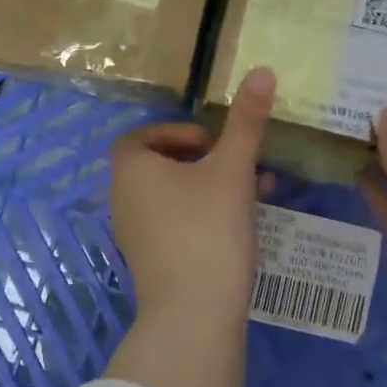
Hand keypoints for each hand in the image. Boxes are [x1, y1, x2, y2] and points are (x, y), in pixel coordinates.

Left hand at [104, 67, 275, 386]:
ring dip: (209, 188)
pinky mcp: (153, 263)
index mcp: (131, 170)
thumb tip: (262, 70)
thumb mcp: (232, 171)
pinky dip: (204, 215)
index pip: (141, 137)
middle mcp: (124, 200)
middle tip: (237, 165)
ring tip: (254, 193)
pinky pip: (176, 224)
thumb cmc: (208, 231)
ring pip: (174, 197)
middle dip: (204, 161)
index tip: (211, 142)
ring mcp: (136, 235)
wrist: (194, 317)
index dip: (176, 133)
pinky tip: (243, 226)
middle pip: (161, 166)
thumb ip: (246, 122)